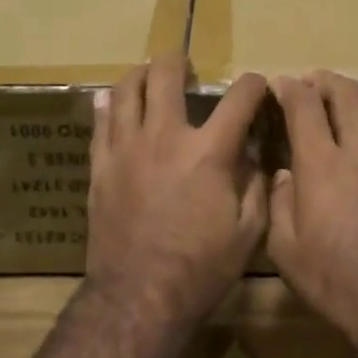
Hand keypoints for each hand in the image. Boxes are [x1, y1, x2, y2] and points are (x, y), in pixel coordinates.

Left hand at [86, 55, 268, 330]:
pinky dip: (108, 105)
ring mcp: (125, 149)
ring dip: (140, 75)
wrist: (139, 295)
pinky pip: (99, 123)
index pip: (239, 98)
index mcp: (209, 152)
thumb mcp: (249, 232)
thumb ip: (256, 185)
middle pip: (166, 76)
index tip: (257, 86)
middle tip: (186, 67)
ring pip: (125, 91)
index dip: (253, 85)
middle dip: (179, 61)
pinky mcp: (99, 167)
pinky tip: (112, 102)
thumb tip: (254, 154)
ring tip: (149, 77)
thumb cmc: (201, 269)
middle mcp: (164, 137)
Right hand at [267, 71, 357, 352]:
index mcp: (322, 166)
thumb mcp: (285, 250)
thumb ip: (279, 203)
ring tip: (346, 92)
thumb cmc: (335, 282)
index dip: (290, 88)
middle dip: (326, 80)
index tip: (280, 82)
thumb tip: (285, 175)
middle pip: (347, 96)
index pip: (305, 108)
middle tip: (313, 79)